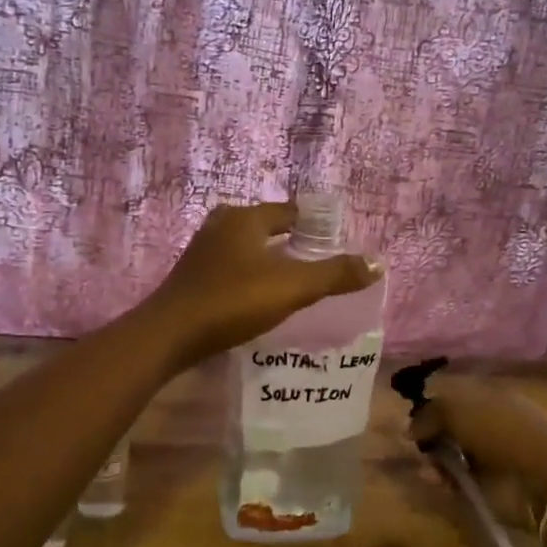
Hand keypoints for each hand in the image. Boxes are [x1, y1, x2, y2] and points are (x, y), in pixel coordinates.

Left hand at [143, 202, 381, 367]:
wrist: (169, 335)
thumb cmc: (232, 302)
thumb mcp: (291, 287)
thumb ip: (334, 275)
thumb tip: (377, 263)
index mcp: (245, 218)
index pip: (289, 211)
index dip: (315, 223)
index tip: (336, 240)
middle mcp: (221, 225)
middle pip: (266, 226)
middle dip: (292, 240)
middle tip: (318, 261)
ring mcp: (203, 250)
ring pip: (247, 247)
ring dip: (269, 258)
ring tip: (294, 280)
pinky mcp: (193, 275)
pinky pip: (232, 266)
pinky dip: (250, 274)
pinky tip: (260, 295)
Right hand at [408, 374, 546, 517]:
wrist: (539, 476)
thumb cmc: (499, 431)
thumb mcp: (457, 410)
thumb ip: (429, 414)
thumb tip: (409, 428)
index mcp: (489, 396)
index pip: (453, 397)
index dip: (431, 407)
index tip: (411, 420)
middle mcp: (490, 422)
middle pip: (450, 427)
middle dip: (430, 437)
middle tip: (415, 446)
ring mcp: (492, 454)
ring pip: (452, 454)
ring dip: (435, 461)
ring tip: (426, 469)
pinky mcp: (491, 484)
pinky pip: (459, 480)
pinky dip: (445, 481)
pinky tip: (437, 482)